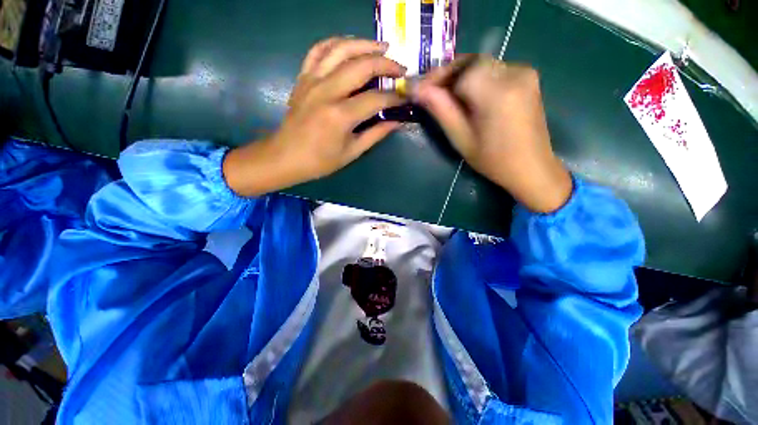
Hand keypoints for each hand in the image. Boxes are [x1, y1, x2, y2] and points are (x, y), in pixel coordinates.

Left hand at [224, 37, 405, 196]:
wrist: (285, 156)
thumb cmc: (320, 161)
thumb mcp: (352, 152)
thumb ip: (376, 134)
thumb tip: (397, 121)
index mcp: (340, 116)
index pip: (375, 98)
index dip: (394, 96)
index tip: (406, 96)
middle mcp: (327, 92)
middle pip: (362, 66)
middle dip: (386, 64)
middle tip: (400, 68)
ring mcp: (312, 80)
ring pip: (341, 49)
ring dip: (364, 44)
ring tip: (382, 47)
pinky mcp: (303, 77)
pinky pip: (318, 50)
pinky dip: (336, 43)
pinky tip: (349, 46)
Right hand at [414, 57, 572, 212]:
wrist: (530, 166)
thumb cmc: (492, 159)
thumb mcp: (461, 138)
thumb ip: (440, 110)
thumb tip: (417, 90)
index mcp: (496, 92)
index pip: (460, 70)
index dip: (437, 77)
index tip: (420, 89)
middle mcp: (514, 73)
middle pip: (472, 62)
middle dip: (449, 74)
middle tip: (432, 92)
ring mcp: (525, 73)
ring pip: (482, 65)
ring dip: (462, 76)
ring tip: (448, 97)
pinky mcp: (529, 77)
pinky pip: (495, 70)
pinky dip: (478, 78)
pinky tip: (471, 97)